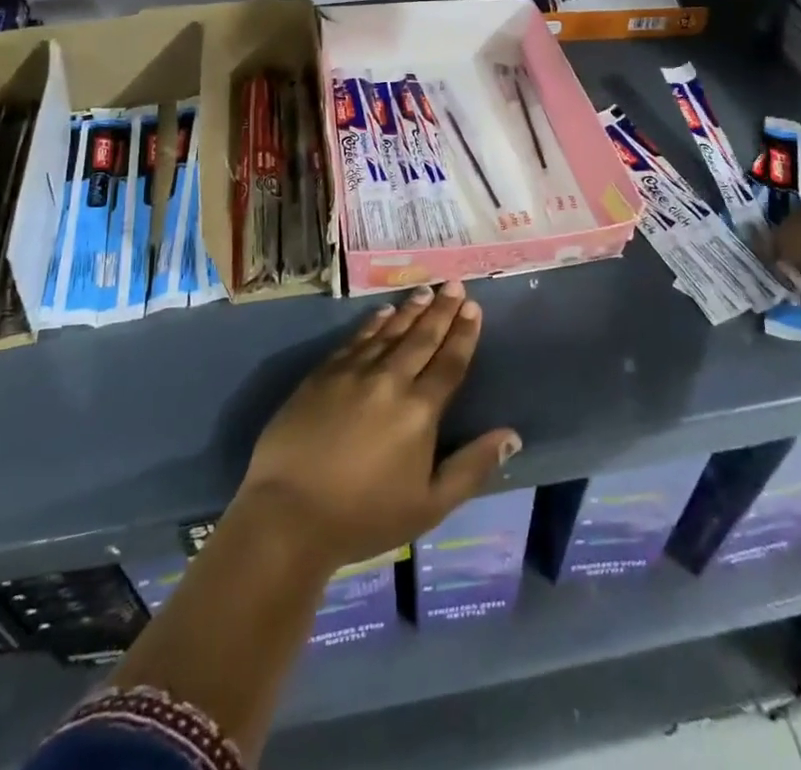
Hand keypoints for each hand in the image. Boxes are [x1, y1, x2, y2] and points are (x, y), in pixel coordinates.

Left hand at [233, 281, 520, 572]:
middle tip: (454, 283)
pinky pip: (355, 339)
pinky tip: (382, 312)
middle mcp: (389, 380)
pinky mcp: (322, 374)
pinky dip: (372, 323)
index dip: (463, 333)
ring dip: (409, 310)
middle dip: (441, 310)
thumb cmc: (364, 517)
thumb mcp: (430, 505)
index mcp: (419, 411)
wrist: (289, 513)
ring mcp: (353, 373)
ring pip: (388, 332)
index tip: (473, 307)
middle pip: (421, 338)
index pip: (449, 362)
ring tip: (425, 291)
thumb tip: (511, 435)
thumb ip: (472, 467)